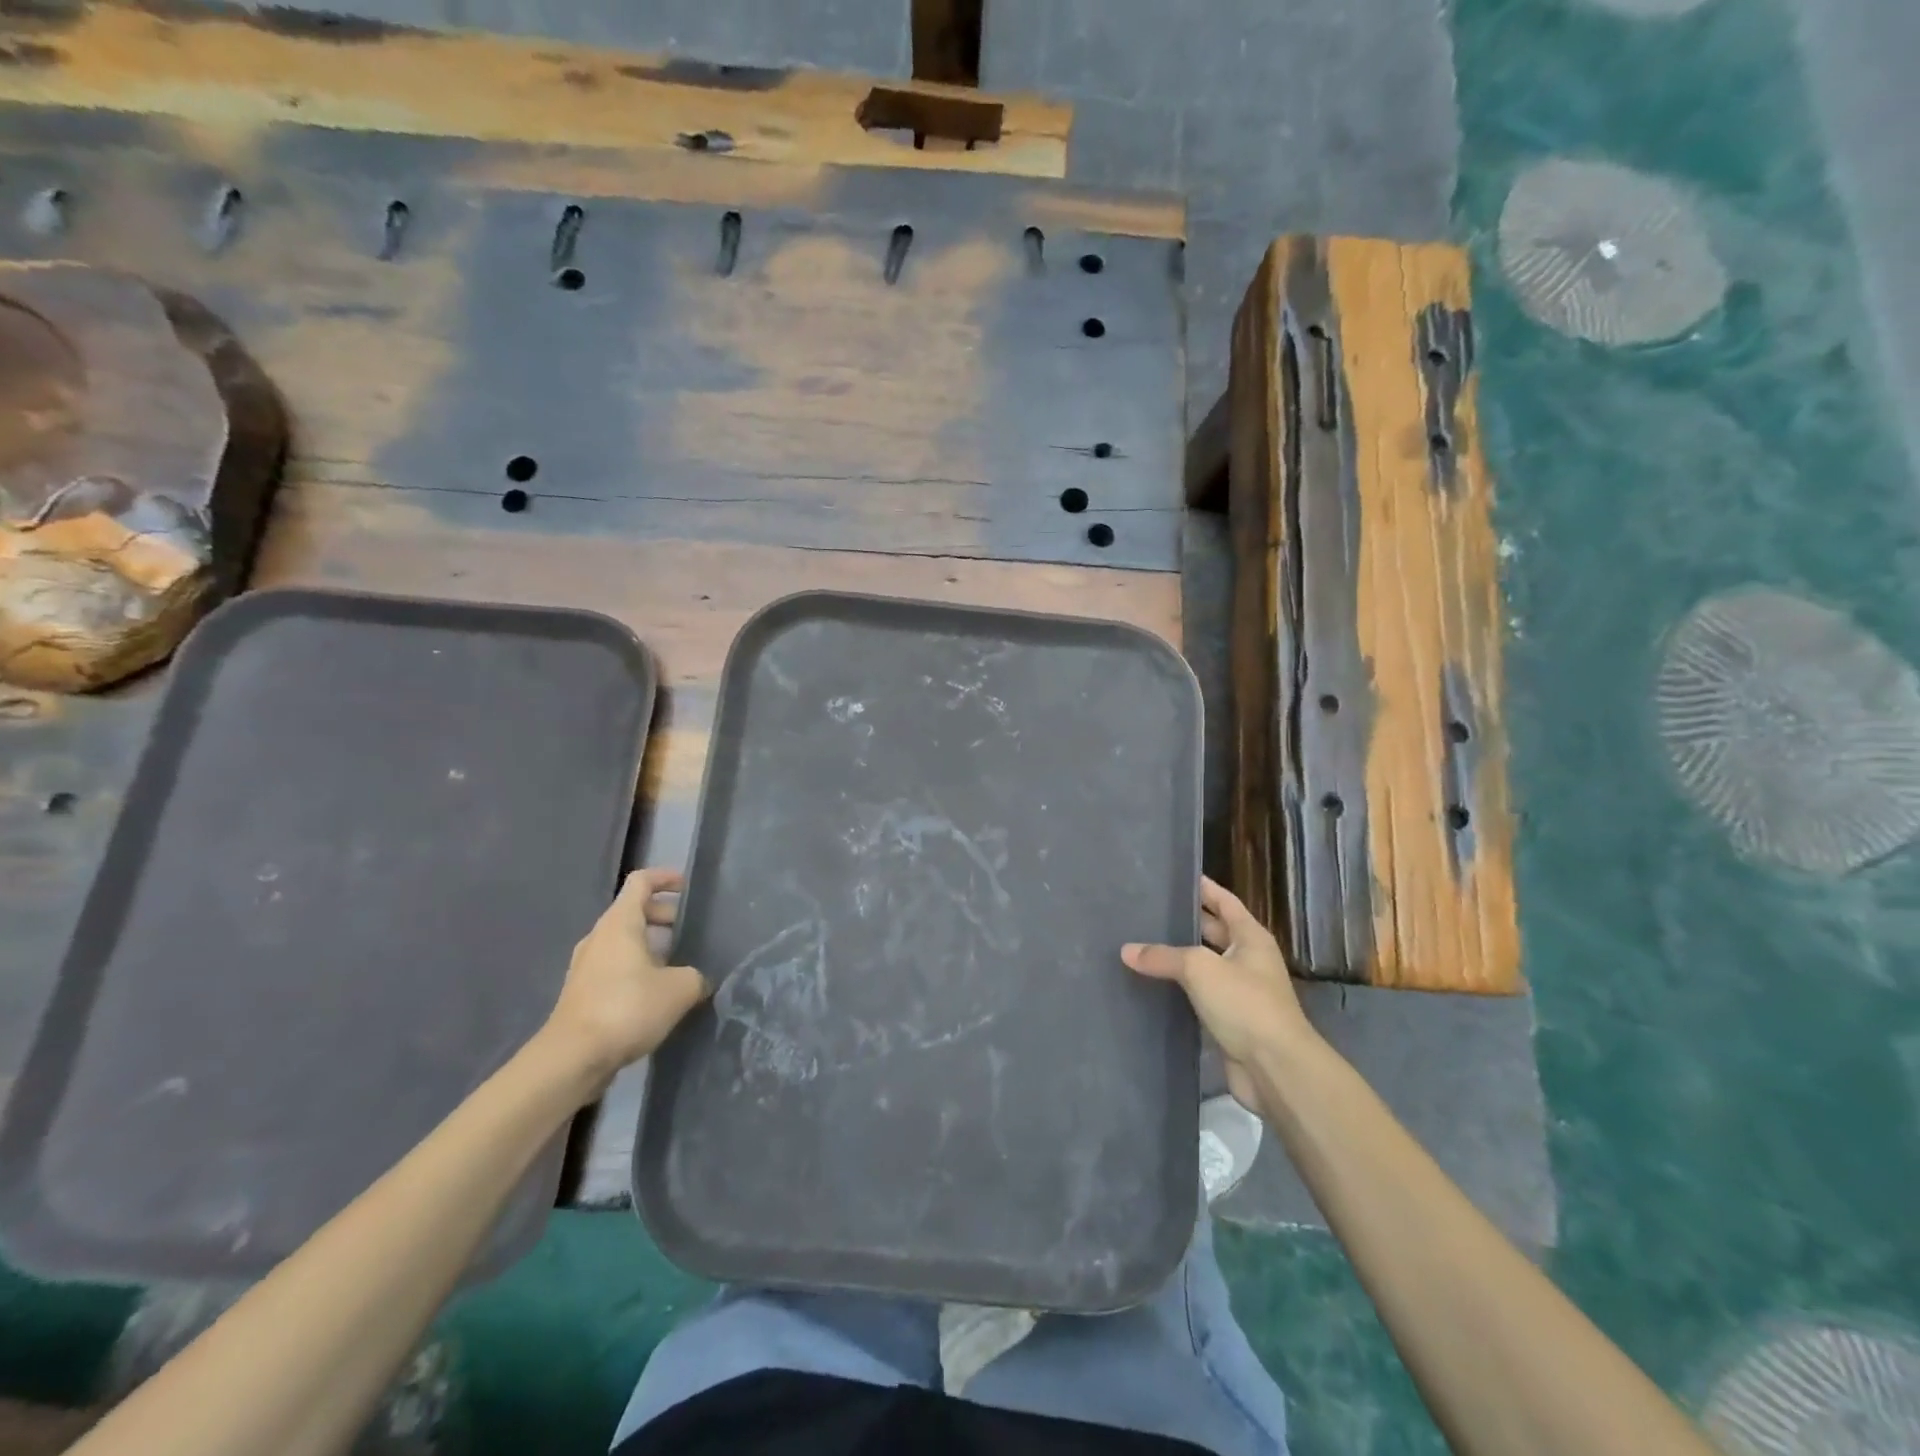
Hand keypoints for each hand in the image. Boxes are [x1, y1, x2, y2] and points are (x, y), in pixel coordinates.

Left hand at [541, 869, 707, 1091]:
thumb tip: (697, 980)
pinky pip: (615, 967)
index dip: (665, 878)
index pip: (640, 882)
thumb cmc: (627, 1008)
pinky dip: (637, 969)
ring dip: (650, 946)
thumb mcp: (680, 988)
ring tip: (678, 964)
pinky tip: (657, 994)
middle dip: (663, 916)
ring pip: (623, 942)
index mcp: (620, 923)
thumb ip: (695, 976)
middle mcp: (599, 938)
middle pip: (632, 912)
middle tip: (689, 931)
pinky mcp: (582, 994)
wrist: (572, 1059)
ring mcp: (586, 966)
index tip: (687, 887)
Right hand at [1123, 876, 1312, 1113]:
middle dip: (1185, 922)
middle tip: (1147, 911)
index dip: (1203, 888)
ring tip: (1140, 945)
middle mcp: (1248, 960)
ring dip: (1177, 959)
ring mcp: (1239, 993)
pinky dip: (1178, 991)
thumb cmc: (1245, 1004)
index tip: (1176, 876)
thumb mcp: (1200, 969)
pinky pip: (1198, 997)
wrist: (1275, 1069)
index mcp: (1250, 938)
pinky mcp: (1229, 1022)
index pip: (1224, 901)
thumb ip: (1162, 956)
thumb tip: (1126, 951)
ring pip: (1203, 967)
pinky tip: (1149, 986)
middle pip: (1213, 933)